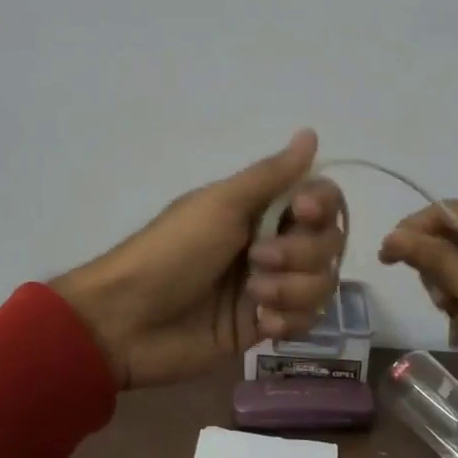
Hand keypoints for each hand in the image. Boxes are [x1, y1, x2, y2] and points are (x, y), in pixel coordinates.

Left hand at [53, 130, 347, 389]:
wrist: (129, 322)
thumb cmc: (173, 252)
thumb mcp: (220, 205)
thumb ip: (271, 175)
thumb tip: (310, 133)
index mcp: (258, 208)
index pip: (319, 198)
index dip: (321, 205)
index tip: (302, 212)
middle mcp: (271, 242)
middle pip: (327, 242)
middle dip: (301, 254)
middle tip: (257, 261)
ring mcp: (270, 286)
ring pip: (321, 283)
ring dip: (294, 290)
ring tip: (255, 298)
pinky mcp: (264, 325)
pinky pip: (306, 320)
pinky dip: (289, 320)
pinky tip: (261, 324)